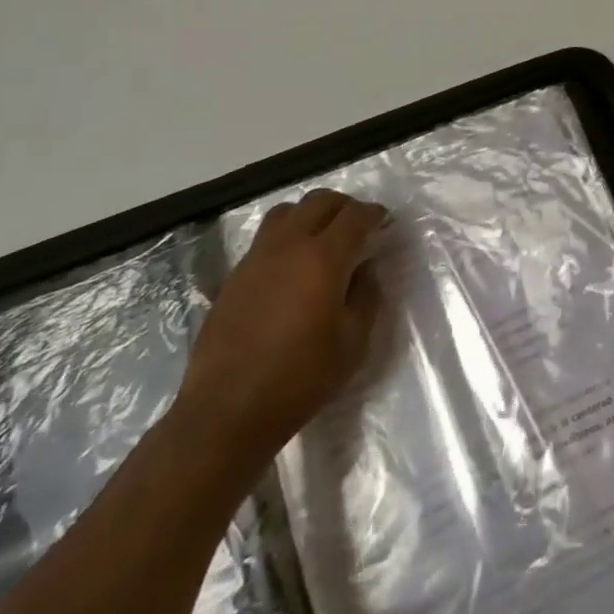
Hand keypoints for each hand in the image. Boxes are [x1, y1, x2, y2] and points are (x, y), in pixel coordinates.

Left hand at [172, 191, 385, 472]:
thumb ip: (366, 296)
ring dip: (311, 215)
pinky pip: (265, 238)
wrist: (227, 411)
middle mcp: (288, 246)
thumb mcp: (353, 341)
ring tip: (322, 238)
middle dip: (344, 206)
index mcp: (323, 258)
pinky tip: (293, 267)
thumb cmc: (301, 378)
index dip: (374, 214)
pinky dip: (286, 237)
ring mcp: (256, 258)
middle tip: (358, 226)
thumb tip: (364, 269)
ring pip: (287, 212)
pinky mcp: (234, 276)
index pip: (355, 215)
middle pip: (319, 201)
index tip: (385, 223)